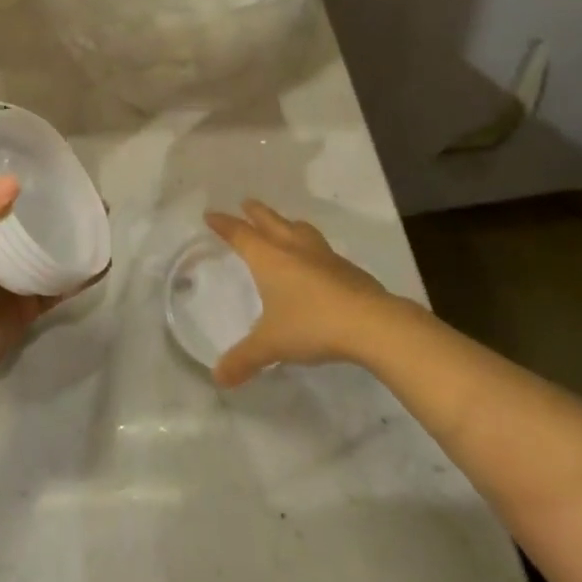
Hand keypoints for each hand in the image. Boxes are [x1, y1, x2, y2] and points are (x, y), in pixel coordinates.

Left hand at [0, 176, 101, 400]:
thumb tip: (16, 182)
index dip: (19, 179)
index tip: (50, 164)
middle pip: (28, 221)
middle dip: (52, 206)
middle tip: (85, 189)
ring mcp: (12, 280)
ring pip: (47, 250)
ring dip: (70, 236)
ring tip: (101, 218)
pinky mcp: (28, 307)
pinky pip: (58, 286)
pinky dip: (79, 275)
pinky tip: (101, 260)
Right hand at [206, 200, 394, 386]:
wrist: (370, 322)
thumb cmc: (312, 325)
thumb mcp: (271, 345)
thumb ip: (244, 359)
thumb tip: (218, 378)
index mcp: (269, 258)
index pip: (240, 234)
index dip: (224, 224)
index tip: (211, 214)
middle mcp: (293, 248)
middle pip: (270, 221)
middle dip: (255, 212)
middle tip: (245, 204)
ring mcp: (323, 255)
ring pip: (300, 230)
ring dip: (286, 224)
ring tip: (283, 225)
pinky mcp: (346, 268)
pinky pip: (321, 249)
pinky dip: (310, 247)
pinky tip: (316, 261)